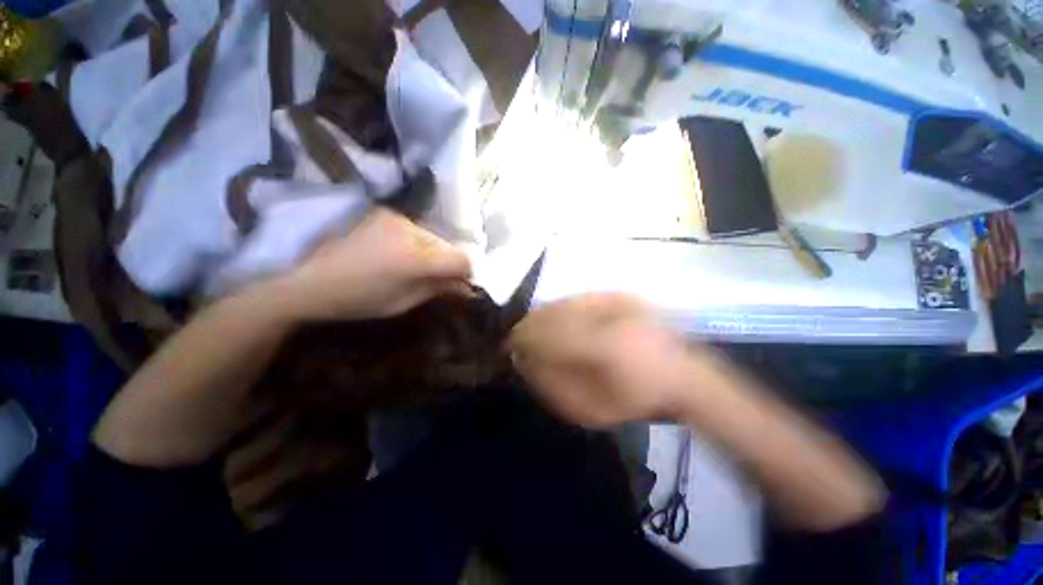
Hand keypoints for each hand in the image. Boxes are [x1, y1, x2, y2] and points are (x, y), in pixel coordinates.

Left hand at [260, 208, 471, 321]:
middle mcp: (410, 231)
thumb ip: (438, 289)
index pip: (461, 259)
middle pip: (448, 245)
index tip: (461, 284)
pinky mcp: (384, 213)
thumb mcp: (403, 302)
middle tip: (439, 278)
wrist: (306, 279)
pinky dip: (417, 242)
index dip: (467, 272)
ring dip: (433, 252)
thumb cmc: (357, 299)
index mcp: (415, 259)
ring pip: (432, 236)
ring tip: (414, 266)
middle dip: (449, 263)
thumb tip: (467, 287)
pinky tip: (399, 253)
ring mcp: (396, 218)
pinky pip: (415, 229)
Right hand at [508, 293, 698, 427]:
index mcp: (602, 347)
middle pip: (553, 313)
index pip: (547, 335)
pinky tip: (557, 317)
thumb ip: (553, 385)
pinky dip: (562, 307)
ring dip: (544, 314)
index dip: (523, 339)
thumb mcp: (592, 409)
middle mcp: (607, 315)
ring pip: (564, 301)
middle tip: (519, 338)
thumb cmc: (637, 400)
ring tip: (534, 328)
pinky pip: (579, 297)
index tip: (509, 346)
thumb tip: (524, 360)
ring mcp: (616, 300)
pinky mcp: (621, 294)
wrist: (684, 377)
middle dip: (530, 325)